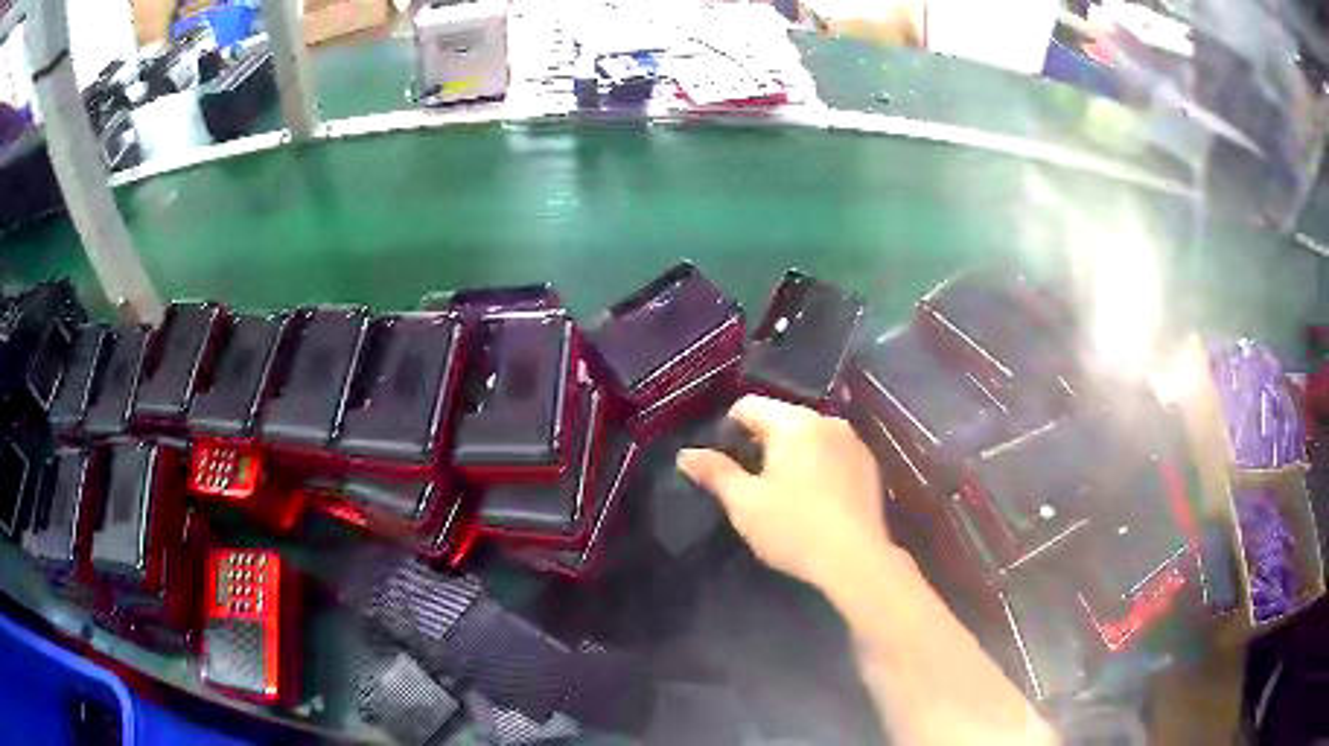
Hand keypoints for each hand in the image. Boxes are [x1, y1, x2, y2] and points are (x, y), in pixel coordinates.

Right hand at [678, 395, 890, 589]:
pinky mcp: (869, 463)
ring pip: (809, 434)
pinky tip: (815, 497)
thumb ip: (715, 472)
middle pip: (781, 417)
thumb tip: (685, 454)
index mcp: (793, 423)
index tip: (725, 464)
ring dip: (792, 452)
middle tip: (751, 481)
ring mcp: (853, 441)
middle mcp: (826, 421)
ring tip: (784, 490)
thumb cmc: (794, 529)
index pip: (748, 405)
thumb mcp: (744, 503)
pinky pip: (833, 451)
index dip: (729, 429)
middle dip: (761, 441)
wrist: (855, 559)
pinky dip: (818, 463)